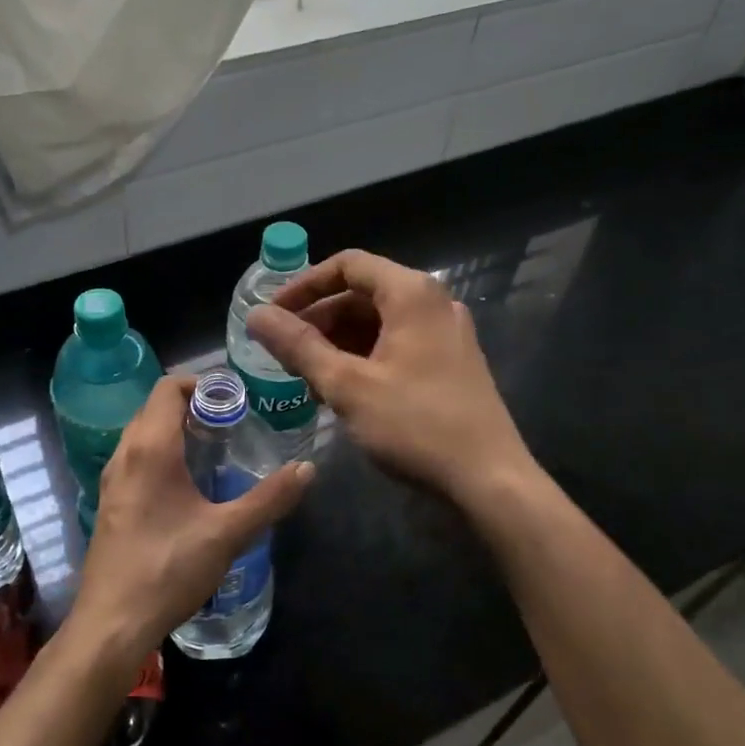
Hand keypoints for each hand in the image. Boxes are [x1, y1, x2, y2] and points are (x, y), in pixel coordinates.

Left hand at [67, 375, 312, 670]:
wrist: (112, 624)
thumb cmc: (168, 568)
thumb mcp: (227, 533)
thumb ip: (269, 498)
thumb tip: (307, 468)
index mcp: (150, 448)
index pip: (168, 388)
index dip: (201, 383)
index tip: (235, 399)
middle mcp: (125, 454)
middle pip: (155, 408)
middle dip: (193, 406)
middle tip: (233, 423)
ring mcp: (112, 480)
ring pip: (143, 435)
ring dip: (176, 431)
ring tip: (215, 450)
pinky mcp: (111, 503)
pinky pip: (137, 460)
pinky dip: (162, 455)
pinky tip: (189, 486)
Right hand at [246, 249, 534, 507]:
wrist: (489, 480)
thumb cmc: (415, 425)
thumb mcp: (347, 385)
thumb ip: (298, 346)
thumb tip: (256, 316)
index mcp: (411, 294)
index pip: (347, 265)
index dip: (303, 285)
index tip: (273, 315)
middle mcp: (433, 303)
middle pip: (363, 293)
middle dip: (319, 319)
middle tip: (284, 351)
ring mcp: (446, 334)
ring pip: (378, 322)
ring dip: (338, 342)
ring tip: (306, 376)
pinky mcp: (450, 363)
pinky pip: (396, 345)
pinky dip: (363, 358)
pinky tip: (341, 391)